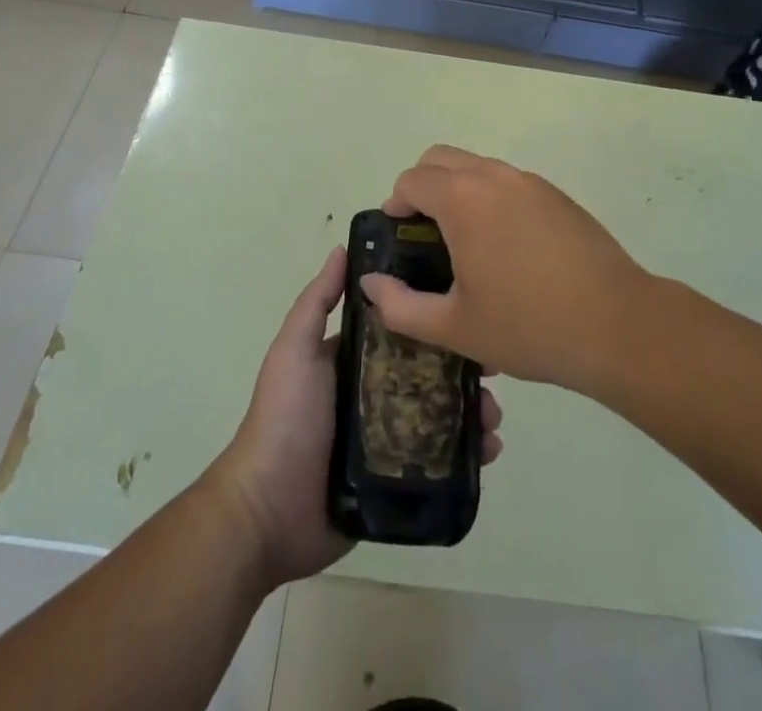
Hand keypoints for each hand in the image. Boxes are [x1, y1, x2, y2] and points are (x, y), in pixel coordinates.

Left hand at [207, 246, 503, 588]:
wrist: (269, 512)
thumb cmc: (284, 418)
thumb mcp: (295, 350)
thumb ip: (317, 302)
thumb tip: (343, 248)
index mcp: (354, 361)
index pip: (403, 330)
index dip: (433, 320)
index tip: (467, 309)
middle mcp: (375, 394)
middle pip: (430, 372)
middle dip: (464, 369)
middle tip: (493, 370)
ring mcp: (389, 439)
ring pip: (442, 415)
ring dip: (472, 411)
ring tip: (493, 416)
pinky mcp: (399, 480)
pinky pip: (441, 461)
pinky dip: (468, 455)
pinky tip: (489, 450)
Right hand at [366, 146, 653, 392]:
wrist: (616, 325)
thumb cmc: (528, 325)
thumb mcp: (455, 327)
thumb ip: (401, 306)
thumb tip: (371, 284)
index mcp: (462, 199)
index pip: (412, 179)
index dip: (395, 204)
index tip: (399, 237)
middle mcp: (494, 176)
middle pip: (441, 158)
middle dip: (422, 187)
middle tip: (425, 235)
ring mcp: (530, 182)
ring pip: (477, 167)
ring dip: (459, 191)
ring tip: (466, 244)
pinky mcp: (557, 195)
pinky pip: (509, 183)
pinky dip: (492, 199)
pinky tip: (507, 250)